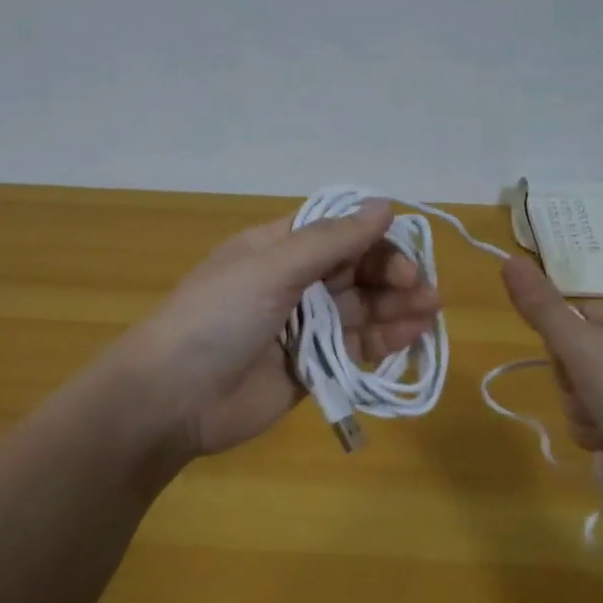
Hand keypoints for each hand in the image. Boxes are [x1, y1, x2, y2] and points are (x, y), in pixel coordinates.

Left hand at [117, 201, 441, 456]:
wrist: (173, 398)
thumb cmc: (217, 318)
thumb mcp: (270, 268)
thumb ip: (330, 240)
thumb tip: (384, 204)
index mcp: (276, 249)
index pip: (337, 232)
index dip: (374, 240)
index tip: (405, 256)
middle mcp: (292, 283)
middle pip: (354, 271)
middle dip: (391, 276)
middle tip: (423, 291)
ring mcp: (302, 328)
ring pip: (360, 310)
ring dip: (395, 308)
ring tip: (428, 313)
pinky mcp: (310, 368)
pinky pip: (353, 349)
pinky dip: (382, 342)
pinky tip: (410, 337)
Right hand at [500, 256, 602, 506]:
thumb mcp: (579, 343)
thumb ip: (540, 306)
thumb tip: (508, 260)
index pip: (579, 314)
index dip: (564, 337)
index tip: (572, 353)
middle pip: (573, 356)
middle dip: (571, 381)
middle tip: (590, 391)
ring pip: (577, 391)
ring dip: (579, 410)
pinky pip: (590, 420)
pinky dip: (592, 432)